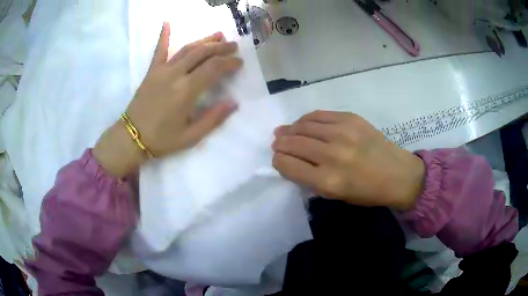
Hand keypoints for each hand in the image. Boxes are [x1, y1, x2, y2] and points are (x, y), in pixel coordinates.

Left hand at [94, 23, 241, 177]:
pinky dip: (164, 35)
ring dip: (204, 40)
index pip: (213, 68)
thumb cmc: (162, 140)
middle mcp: (175, 75)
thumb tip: (234, 103)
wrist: (132, 138)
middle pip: (202, 53)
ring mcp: (161, 70)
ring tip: (218, 35)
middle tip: (234, 45)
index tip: (239, 63)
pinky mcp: (151, 71)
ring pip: (186, 48)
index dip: (229, 63)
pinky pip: (159, 50)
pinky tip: (167, 22)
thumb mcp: (191, 137)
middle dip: (221, 47)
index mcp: (186, 91)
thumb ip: (213, 119)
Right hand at [272, 111, 424, 209]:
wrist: (398, 174)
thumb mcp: (336, 195)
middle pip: (293, 144)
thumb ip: (311, 180)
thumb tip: (291, 162)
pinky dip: (306, 119)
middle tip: (276, 143)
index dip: (278, 161)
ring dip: (290, 129)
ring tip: (284, 131)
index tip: (278, 159)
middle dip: (280, 144)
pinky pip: (319, 115)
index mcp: (327, 181)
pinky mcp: (351, 119)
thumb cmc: (367, 192)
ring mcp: (343, 133)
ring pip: (303, 126)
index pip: (288, 165)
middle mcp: (332, 155)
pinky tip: (302, 123)